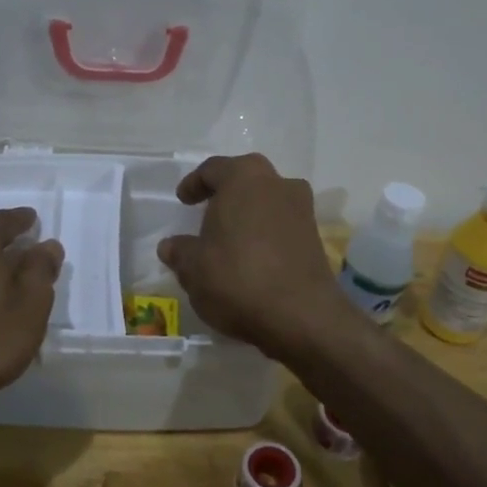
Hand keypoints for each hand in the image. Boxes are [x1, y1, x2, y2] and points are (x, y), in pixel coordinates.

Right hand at [156, 154, 345, 361]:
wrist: (301, 317)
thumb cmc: (238, 278)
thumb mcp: (193, 268)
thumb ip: (180, 251)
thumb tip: (171, 246)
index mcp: (244, 178)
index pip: (213, 169)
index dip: (194, 183)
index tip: (183, 200)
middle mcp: (278, 184)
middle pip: (246, 179)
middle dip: (226, 193)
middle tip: (208, 212)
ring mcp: (302, 210)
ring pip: (268, 202)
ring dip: (249, 214)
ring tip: (229, 239)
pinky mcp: (316, 238)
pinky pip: (283, 226)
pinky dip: (266, 235)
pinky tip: (252, 259)